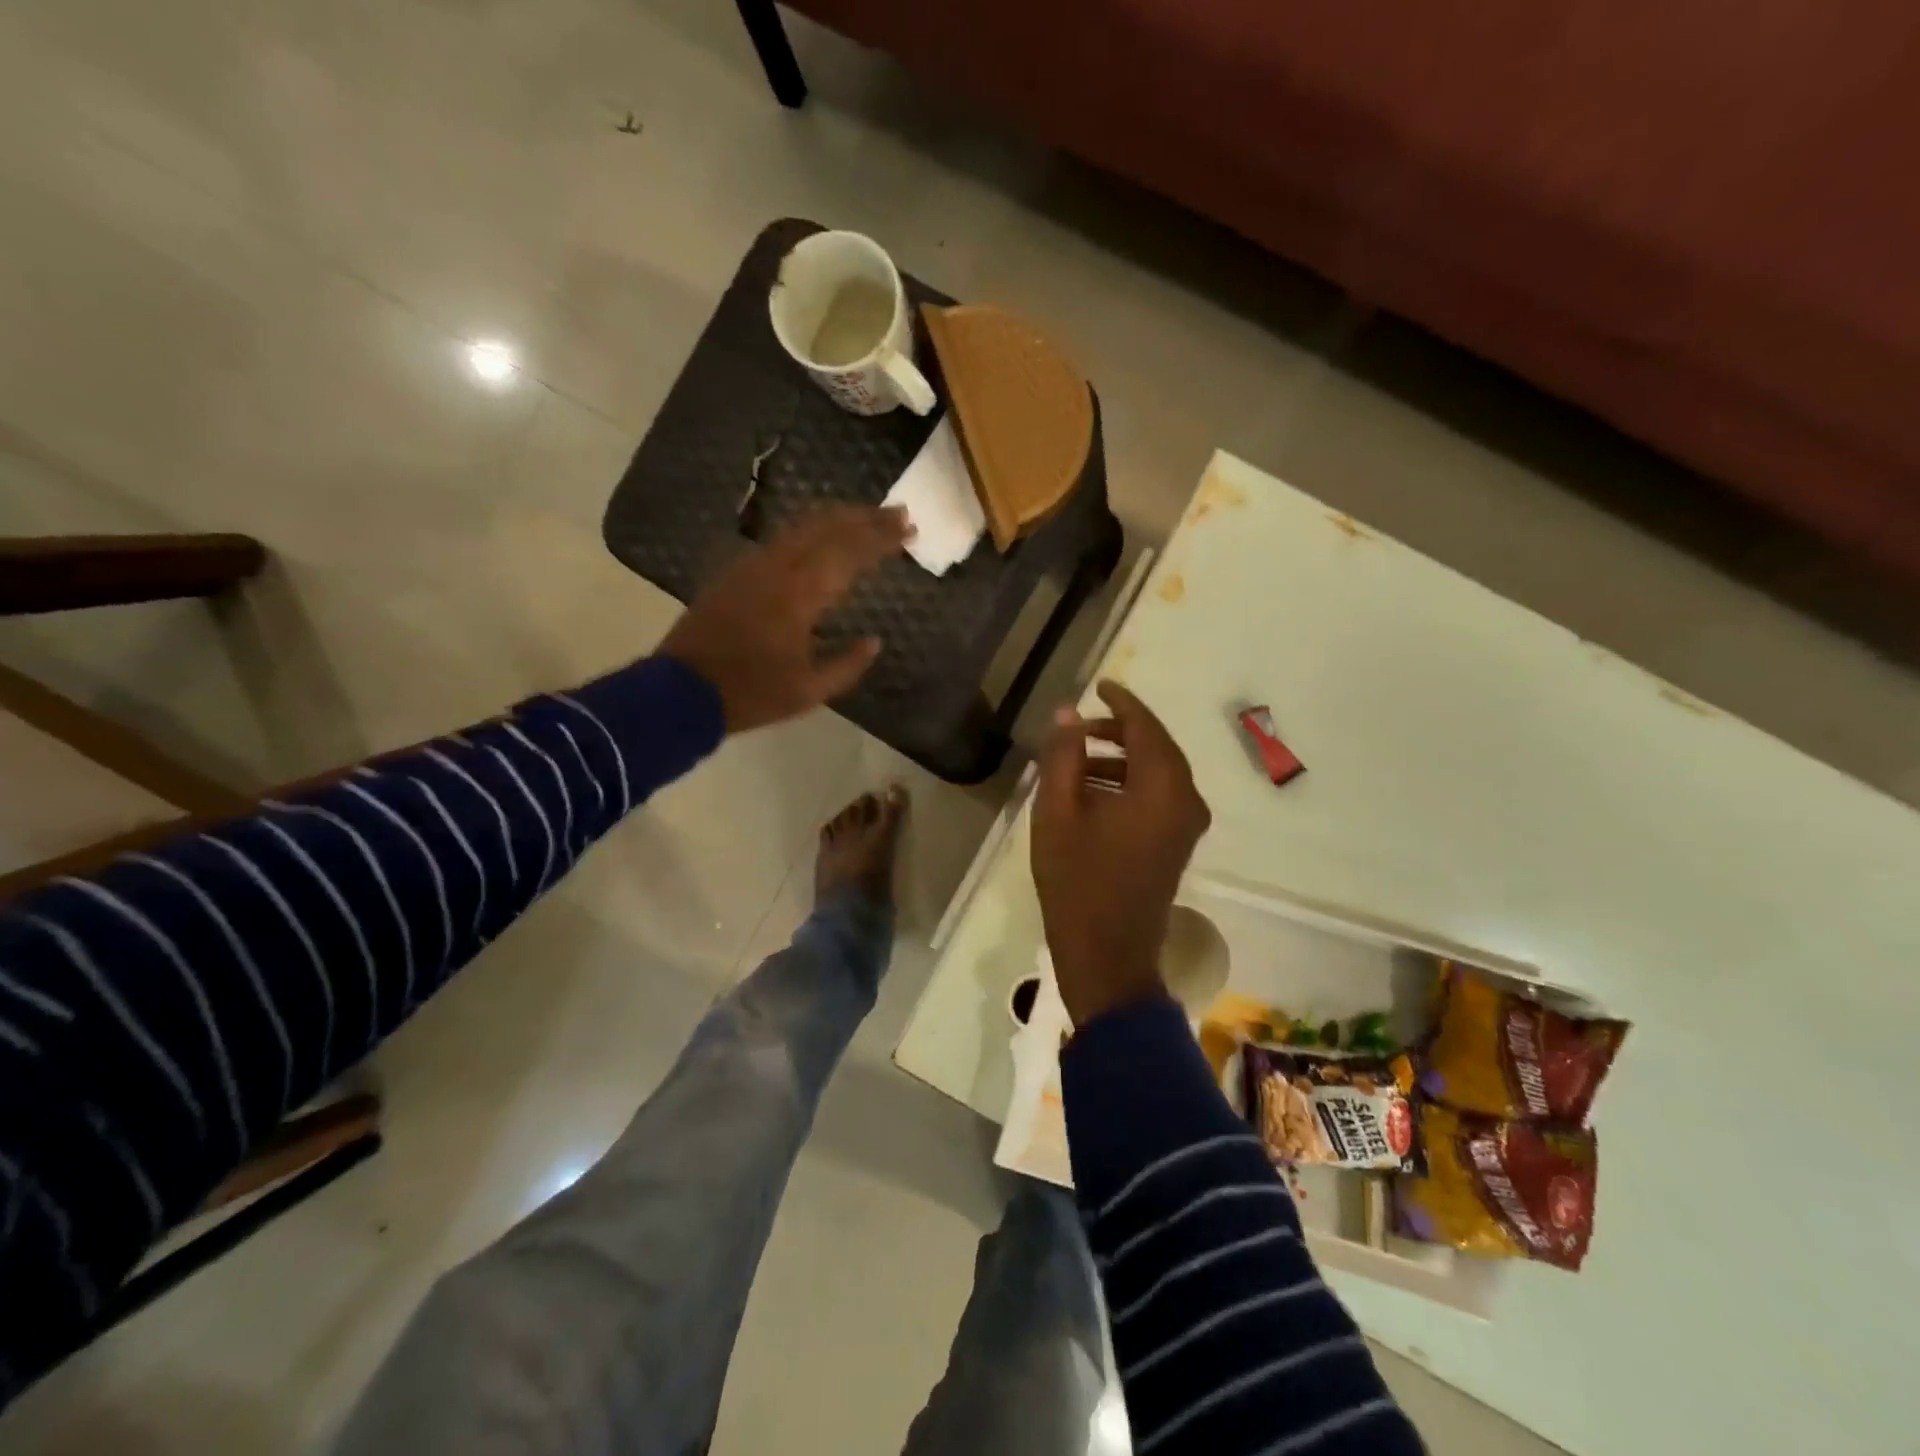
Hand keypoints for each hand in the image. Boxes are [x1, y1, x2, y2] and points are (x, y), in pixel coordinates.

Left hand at [659, 506, 910, 732]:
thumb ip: (847, 664)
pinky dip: (811, 530)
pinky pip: (782, 539)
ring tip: (866, 516)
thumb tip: (874, 641)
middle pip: (828, 527)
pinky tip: (820, 537)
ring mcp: (754, 566)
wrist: (682, 691)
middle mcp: (779, 568)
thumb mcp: (809, 691)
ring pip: (802, 526)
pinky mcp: (737, 572)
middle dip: (866, 517)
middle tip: (899, 513)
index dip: (882, 538)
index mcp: (800, 595)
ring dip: (838, 518)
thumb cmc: (751, 693)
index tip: (910, 529)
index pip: (850, 552)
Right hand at [1032, 680, 1212, 1026]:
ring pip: (1157, 773)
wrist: (1106, 954)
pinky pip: (1157, 796)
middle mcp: (1186, 801)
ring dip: (1121, 759)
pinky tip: (1091, 790)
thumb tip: (1067, 714)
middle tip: (1079, 726)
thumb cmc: (1077, 882)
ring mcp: (1186, 825)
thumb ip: (1063, 757)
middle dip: (1119, 731)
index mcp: (1162, 788)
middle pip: (1156, 748)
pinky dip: (1129, 784)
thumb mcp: (1058, 813)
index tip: (1098, 685)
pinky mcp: (1177, 844)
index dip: (1121, 703)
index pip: (1146, 727)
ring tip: (1076, 758)